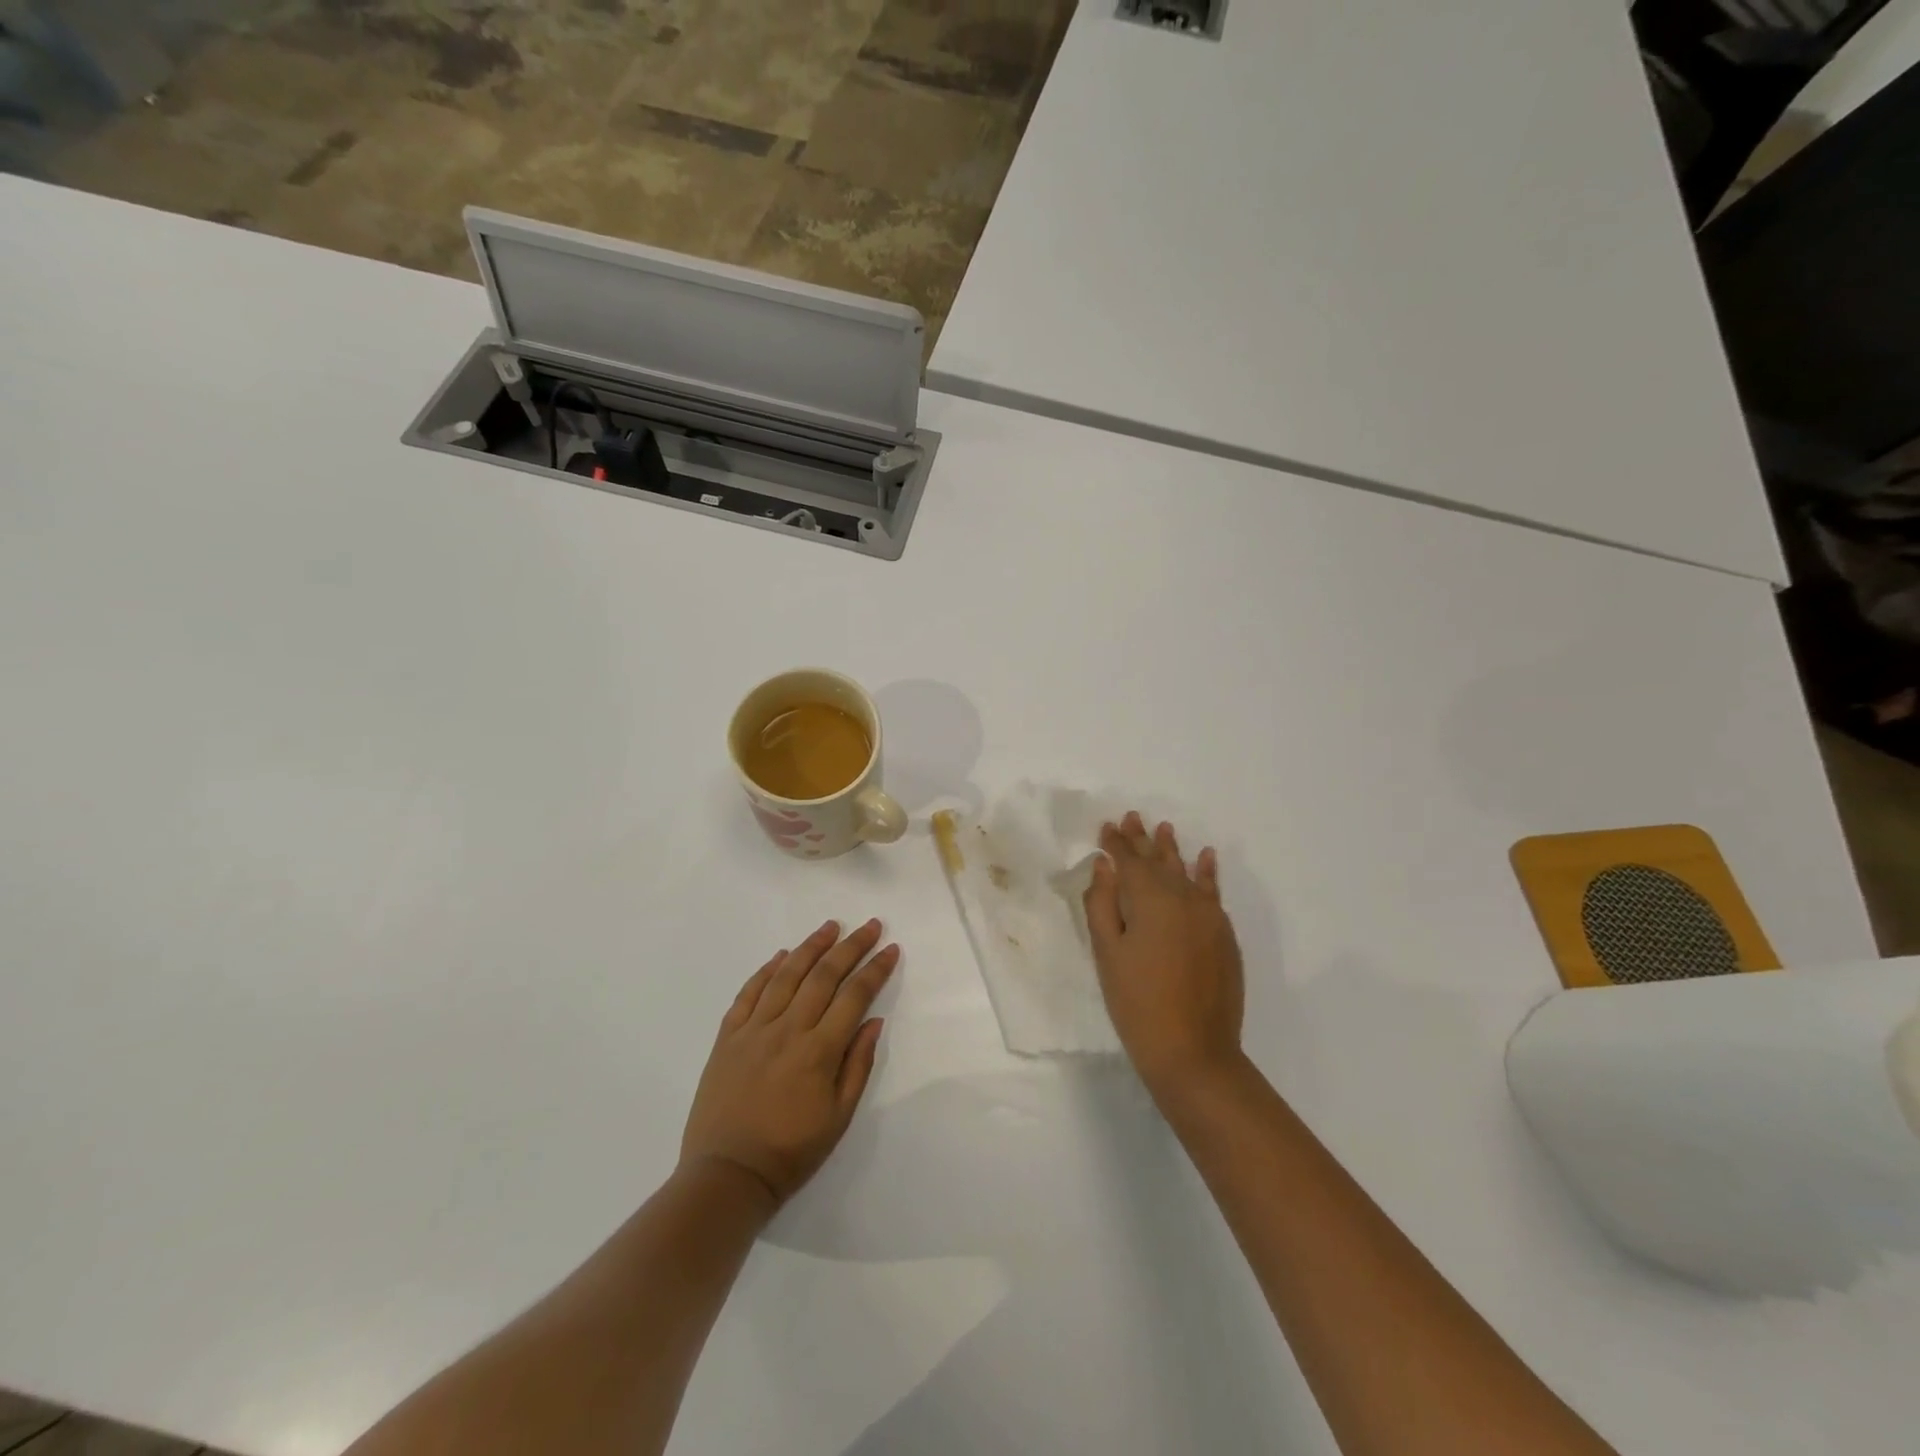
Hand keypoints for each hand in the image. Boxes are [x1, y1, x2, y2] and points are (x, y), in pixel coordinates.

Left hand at [680, 919, 897, 1210]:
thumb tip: (873, 1021)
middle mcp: (787, 1030)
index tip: (891, 948)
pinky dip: (767, 970)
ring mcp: (754, 1030)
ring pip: (786, 975)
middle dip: (850, 946)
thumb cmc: (790, 1152)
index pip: (854, 996)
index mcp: (818, 1051)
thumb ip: (857, 1065)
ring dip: (811, 947)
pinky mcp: (728, 1037)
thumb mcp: (838, 1118)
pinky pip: (749, 993)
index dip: (875, 969)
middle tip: (869, 925)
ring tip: (830, 927)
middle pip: (823, 976)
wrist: (726, 1176)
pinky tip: (782, 956)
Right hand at [1084, 812, 1244, 1095]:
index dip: (1116, 842)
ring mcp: (1209, 916)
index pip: (1129, 860)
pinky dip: (1207, 872)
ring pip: (1187, 871)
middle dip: (1143, 839)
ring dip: (1173, 850)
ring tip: (1165, 829)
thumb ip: (1102, 903)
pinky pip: (1213, 891)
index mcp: (1150, 898)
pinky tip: (1206, 858)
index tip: (1107, 826)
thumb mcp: (1107, 952)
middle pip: (1159, 860)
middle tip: (1133, 817)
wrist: (1193, 1050)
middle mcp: (1183, 897)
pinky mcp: (1224, 935)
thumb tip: (1104, 866)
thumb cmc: (1137, 1002)